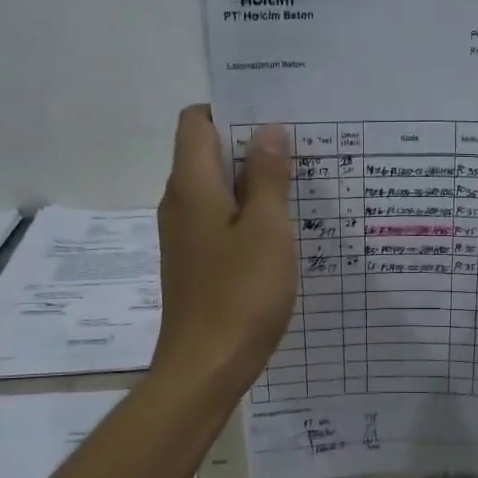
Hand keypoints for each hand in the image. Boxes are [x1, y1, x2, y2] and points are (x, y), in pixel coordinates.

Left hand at [152, 106, 295, 392]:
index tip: (273, 119)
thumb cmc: (241, 294)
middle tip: (298, 151)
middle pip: (206, 153)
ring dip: (251, 183)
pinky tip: (279, 233)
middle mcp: (179, 203)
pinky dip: (245, 215)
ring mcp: (184, 236)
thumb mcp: (267, 230)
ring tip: (296, 188)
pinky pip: (218, 221)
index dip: (230, 111)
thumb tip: (266, 130)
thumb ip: (267, 176)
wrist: (206, 366)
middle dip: (249, 146)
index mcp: (191, 185)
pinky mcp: (194, 262)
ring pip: (216, 190)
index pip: (196, 121)